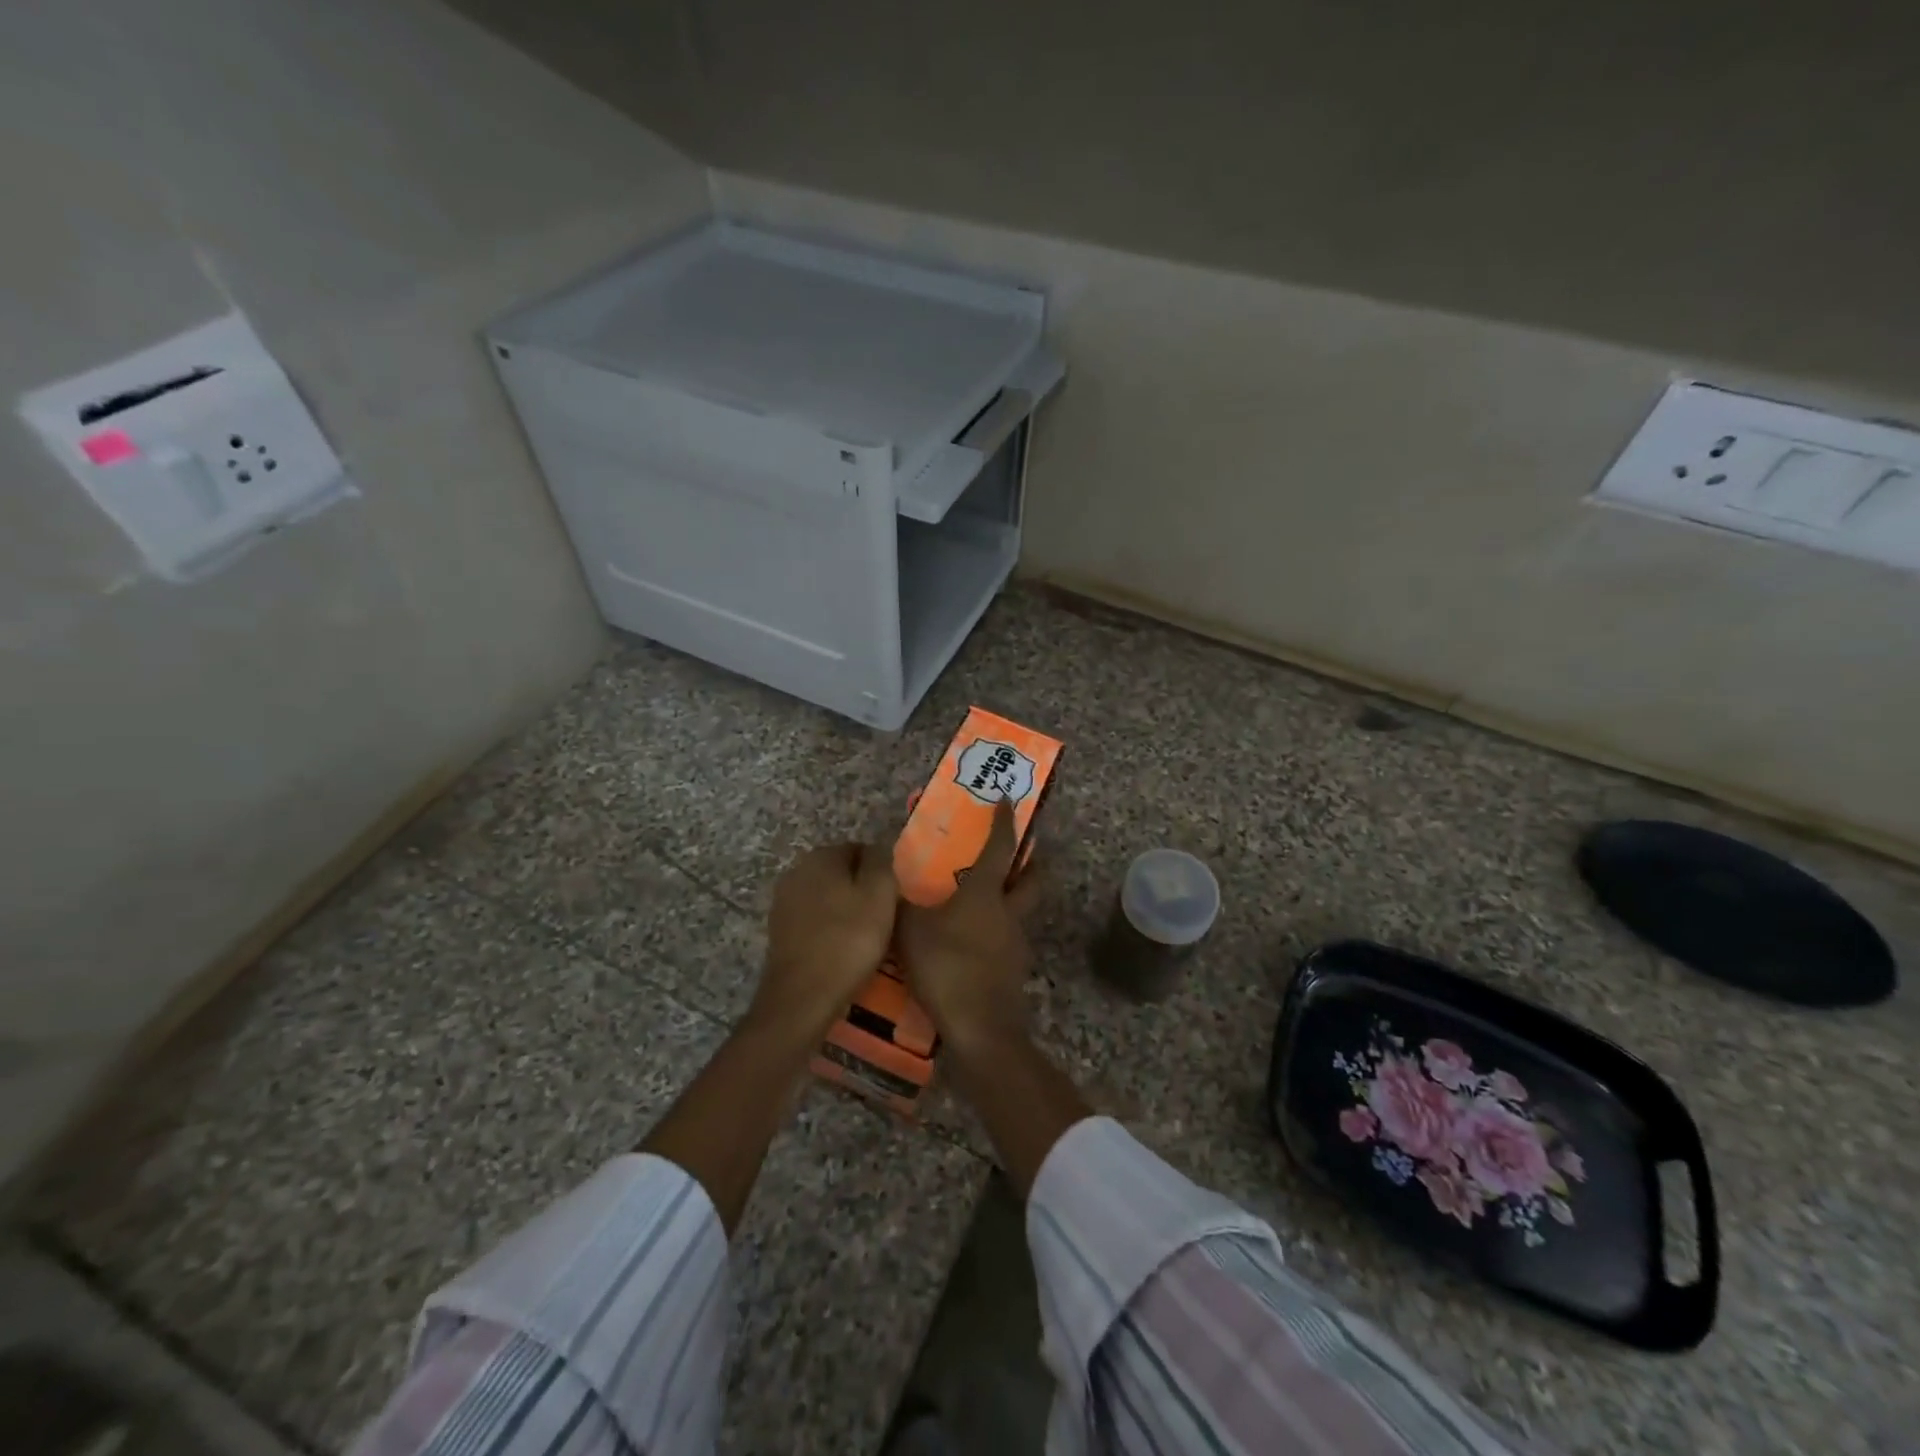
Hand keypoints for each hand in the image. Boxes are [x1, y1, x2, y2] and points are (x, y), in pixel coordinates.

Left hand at [752, 842, 897, 1042]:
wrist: (802, 998)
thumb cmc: (847, 941)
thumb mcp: (880, 895)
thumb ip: (882, 863)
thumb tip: (880, 850)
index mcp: (820, 856)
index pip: (860, 849)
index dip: (882, 872)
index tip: (894, 897)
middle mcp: (796, 870)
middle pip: (842, 872)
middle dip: (862, 890)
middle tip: (885, 917)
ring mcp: (784, 901)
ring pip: (827, 897)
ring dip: (846, 910)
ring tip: (867, 936)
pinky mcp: (780, 930)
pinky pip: (814, 920)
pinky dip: (830, 929)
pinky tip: (843, 949)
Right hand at [895, 797, 1039, 1050]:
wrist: (980, 1028)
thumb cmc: (946, 966)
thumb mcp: (910, 929)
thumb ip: (901, 902)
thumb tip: (891, 878)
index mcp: (986, 893)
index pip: (1001, 847)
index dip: (1004, 822)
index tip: (1008, 800)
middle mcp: (1009, 912)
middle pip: (1032, 878)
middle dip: (1029, 861)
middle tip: (1015, 853)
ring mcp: (1016, 942)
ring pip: (1020, 910)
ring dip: (1008, 899)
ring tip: (976, 903)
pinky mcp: (1014, 970)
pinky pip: (1006, 939)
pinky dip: (994, 932)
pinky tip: (970, 943)